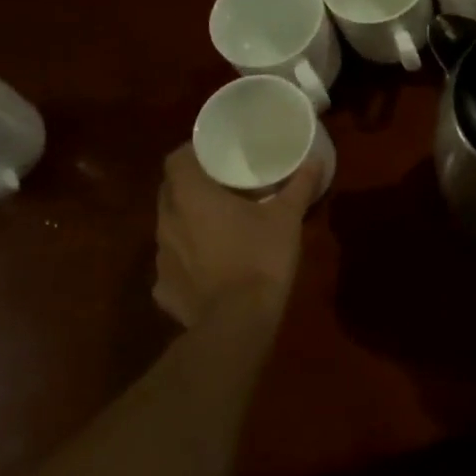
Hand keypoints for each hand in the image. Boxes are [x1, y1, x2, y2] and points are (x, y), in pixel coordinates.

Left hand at [154, 143, 319, 328]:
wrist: (238, 322)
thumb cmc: (261, 257)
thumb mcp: (287, 218)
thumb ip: (299, 185)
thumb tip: (315, 160)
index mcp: (191, 197)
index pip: (175, 160)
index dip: (192, 153)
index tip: (214, 155)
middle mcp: (167, 222)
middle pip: (170, 192)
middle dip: (190, 186)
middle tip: (221, 186)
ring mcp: (161, 258)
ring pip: (170, 228)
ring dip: (188, 223)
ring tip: (217, 226)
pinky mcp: (164, 288)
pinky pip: (173, 265)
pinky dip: (188, 262)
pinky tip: (209, 269)